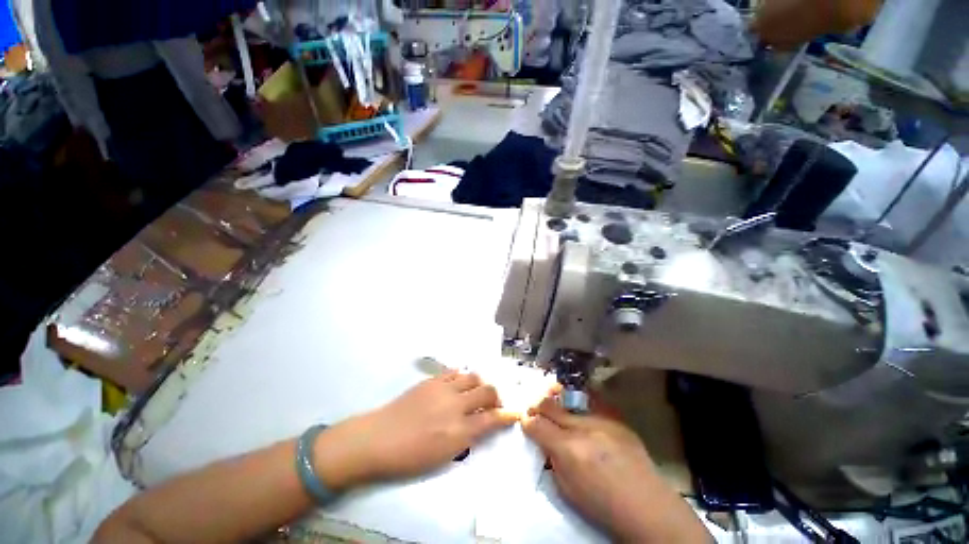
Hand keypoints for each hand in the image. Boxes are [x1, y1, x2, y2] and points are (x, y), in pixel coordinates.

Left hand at [314, 372, 516, 489]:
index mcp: (458, 431)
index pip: (492, 419)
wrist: (377, 439)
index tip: (514, 414)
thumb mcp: (443, 457)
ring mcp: (443, 388)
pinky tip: (460, 384)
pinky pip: (455, 372)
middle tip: (494, 404)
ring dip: (480, 384)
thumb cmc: (409, 457)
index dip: (507, 416)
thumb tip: (483, 425)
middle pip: (487, 391)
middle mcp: (455, 406)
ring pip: (473, 377)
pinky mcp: (432, 379)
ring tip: (476, 393)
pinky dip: (463, 377)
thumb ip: (468, 439)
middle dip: (497, 396)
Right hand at [522, 397, 710, 542]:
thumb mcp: (568, 490)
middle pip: (550, 405)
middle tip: (534, 407)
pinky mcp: (616, 419)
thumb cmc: (602, 505)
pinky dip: (582, 406)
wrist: (647, 505)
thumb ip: (552, 460)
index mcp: (568, 450)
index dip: (527, 420)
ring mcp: (601, 420)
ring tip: (557, 405)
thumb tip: (544, 441)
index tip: (525, 420)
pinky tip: (581, 411)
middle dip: (538, 404)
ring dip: (559, 403)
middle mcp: (583, 428)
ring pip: (570, 400)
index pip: (536, 424)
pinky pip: (592, 404)